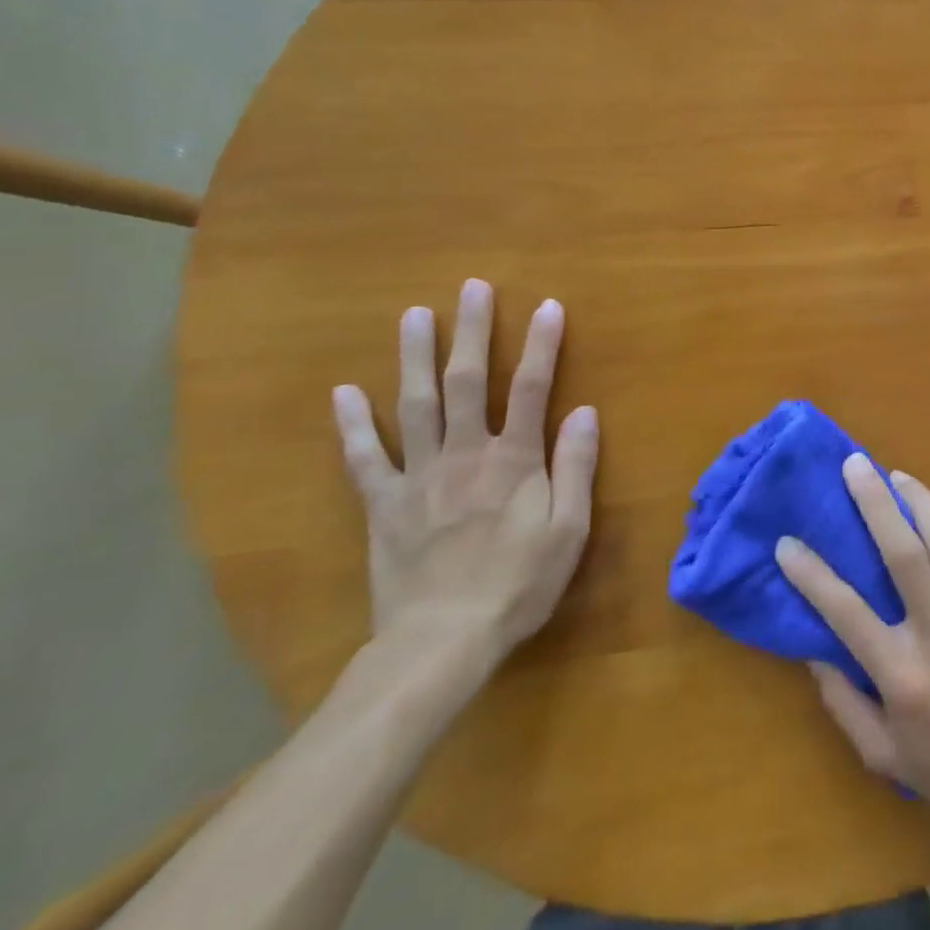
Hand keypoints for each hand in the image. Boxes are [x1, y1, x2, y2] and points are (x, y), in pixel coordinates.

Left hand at [332, 278, 598, 667]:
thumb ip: (576, 466)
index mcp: (513, 460)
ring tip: (413, 314)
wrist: (441, 643)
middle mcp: (464, 454)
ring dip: (415, 357)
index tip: (548, 305)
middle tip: (472, 287)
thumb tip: (584, 411)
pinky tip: (344, 392)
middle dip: (472, 331)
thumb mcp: (568, 529)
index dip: (541, 344)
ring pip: (415, 405)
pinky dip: (353, 425)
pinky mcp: (383, 505)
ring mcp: (418, 476)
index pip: (531, 388)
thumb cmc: (518, 584)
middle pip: (466, 382)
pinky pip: (364, 459)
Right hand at [775, 455, 929, 837]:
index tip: (786, 543)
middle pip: (904, 554)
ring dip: (921, 501)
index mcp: (903, 675)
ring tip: (898, 476)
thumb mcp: (883, 755)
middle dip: (875, 503)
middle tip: (855, 465)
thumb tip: (815, 649)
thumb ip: (844, 703)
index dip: (811, 575)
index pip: (846, 613)